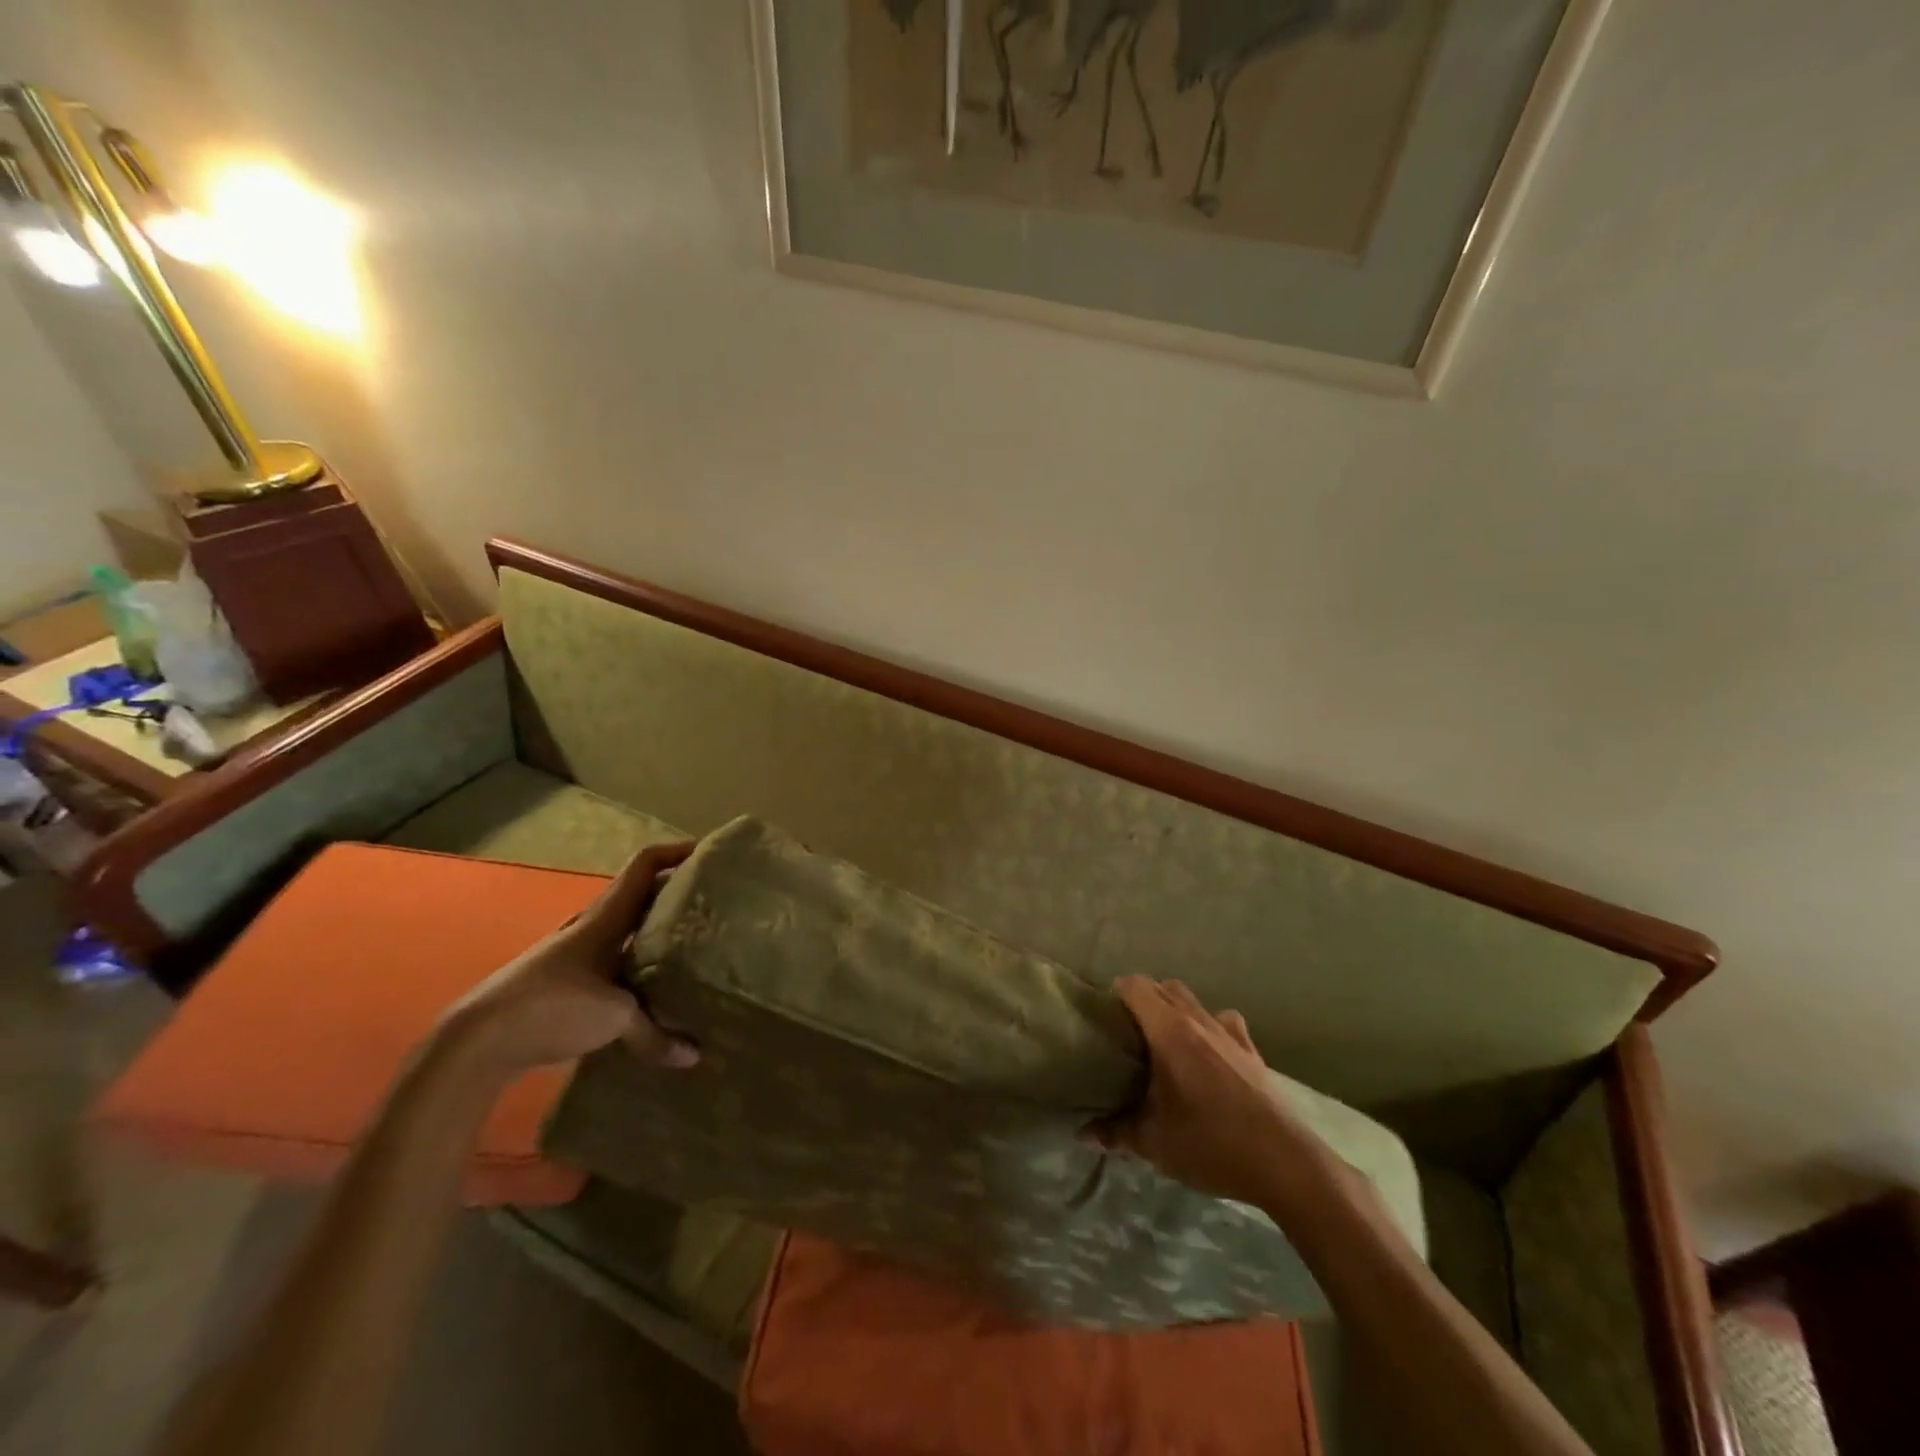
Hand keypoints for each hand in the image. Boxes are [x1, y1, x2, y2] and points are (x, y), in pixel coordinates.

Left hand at [441, 841, 699, 1078]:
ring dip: (652, 932)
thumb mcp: (614, 1017)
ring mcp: (574, 954)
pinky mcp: (563, 983)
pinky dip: (634, 966)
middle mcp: (591, 927)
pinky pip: (611, 963)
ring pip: (624, 931)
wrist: (477, 1042)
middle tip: (711, 905)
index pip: (643, 866)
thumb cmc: (551, 1007)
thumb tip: (693, 1056)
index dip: (675, 852)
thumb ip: (655, 1033)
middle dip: (673, 895)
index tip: (708, 853)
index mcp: (605, 918)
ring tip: (688, 945)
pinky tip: (648, 990)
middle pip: (639, 897)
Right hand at [1092, 977, 1318, 1206]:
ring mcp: (1229, 1032)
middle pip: (1163, 986)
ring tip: (1166, 1043)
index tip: (1105, 1020)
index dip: (1115, 995)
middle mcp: (1198, 1020)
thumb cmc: (1211, 1145)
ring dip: (1176, 1010)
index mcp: (1168, 1031)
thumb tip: (1084, 1132)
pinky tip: (1209, 1054)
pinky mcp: (1252, 1050)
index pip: (1134, 985)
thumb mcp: (1154, 1143)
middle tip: (1130, 1035)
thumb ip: (1115, 1132)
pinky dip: (1211, 1027)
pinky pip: (1225, 1022)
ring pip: (1194, 1001)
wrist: (1284, 1164)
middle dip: (1143, 1001)